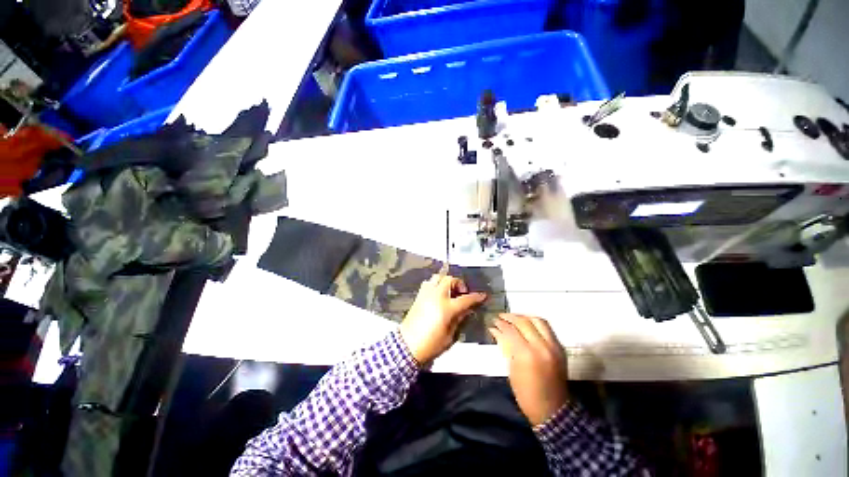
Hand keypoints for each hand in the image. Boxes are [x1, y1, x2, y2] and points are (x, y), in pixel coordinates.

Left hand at [399, 274, 486, 364]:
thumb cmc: (431, 344)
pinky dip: (436, 284)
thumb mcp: (450, 335)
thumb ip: (459, 318)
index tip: (482, 296)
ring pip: (438, 277)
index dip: (476, 297)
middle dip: (459, 284)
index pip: (465, 299)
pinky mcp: (419, 295)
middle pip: (450, 280)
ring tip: (450, 291)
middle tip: (462, 293)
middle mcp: (436, 296)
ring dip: (446, 281)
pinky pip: (429, 283)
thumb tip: (467, 309)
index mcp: (446, 308)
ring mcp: (426, 294)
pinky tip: (438, 294)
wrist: (408, 345)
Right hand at [489, 314, 568, 425]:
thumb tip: (495, 330)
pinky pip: (547, 328)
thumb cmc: (526, 394)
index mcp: (526, 354)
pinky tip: (527, 325)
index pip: (511, 330)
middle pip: (524, 322)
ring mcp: (553, 346)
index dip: (500, 324)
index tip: (493, 321)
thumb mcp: (511, 370)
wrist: (553, 410)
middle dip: (510, 317)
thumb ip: (505, 346)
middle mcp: (541, 346)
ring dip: (524, 317)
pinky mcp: (560, 348)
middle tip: (501, 317)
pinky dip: (535, 323)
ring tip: (514, 319)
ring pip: (538, 321)